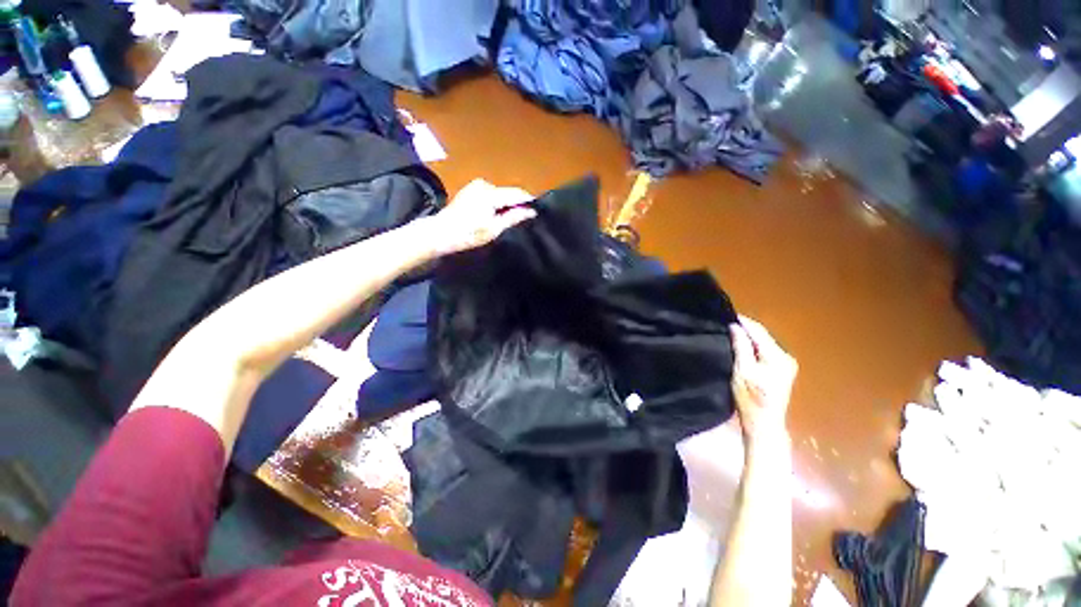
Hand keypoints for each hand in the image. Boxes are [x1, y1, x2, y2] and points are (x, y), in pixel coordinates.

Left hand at [426, 179, 536, 255]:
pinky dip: (497, 204)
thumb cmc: (468, 234)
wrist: (440, 233)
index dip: (529, 202)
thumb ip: (513, 218)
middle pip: (509, 193)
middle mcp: (485, 184)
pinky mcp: (471, 190)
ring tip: (510, 221)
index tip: (538, 212)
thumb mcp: (494, 229)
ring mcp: (476, 186)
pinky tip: (496, 216)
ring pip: (500, 195)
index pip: (517, 194)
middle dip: (517, 205)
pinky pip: (491, 195)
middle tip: (524, 220)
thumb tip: (531, 211)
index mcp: (491, 193)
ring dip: (507, 205)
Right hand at [730, 316, 797, 441]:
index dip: (743, 322)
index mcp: (778, 356)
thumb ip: (740, 346)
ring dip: (748, 338)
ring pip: (764, 344)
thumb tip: (735, 326)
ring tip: (730, 332)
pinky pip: (765, 352)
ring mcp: (786, 365)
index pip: (759, 332)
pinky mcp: (781, 372)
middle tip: (726, 323)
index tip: (727, 314)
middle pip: (763, 337)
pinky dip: (753, 347)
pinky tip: (741, 345)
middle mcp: (786, 357)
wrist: (763, 424)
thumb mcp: (742, 370)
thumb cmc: (750, 397)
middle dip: (746, 329)